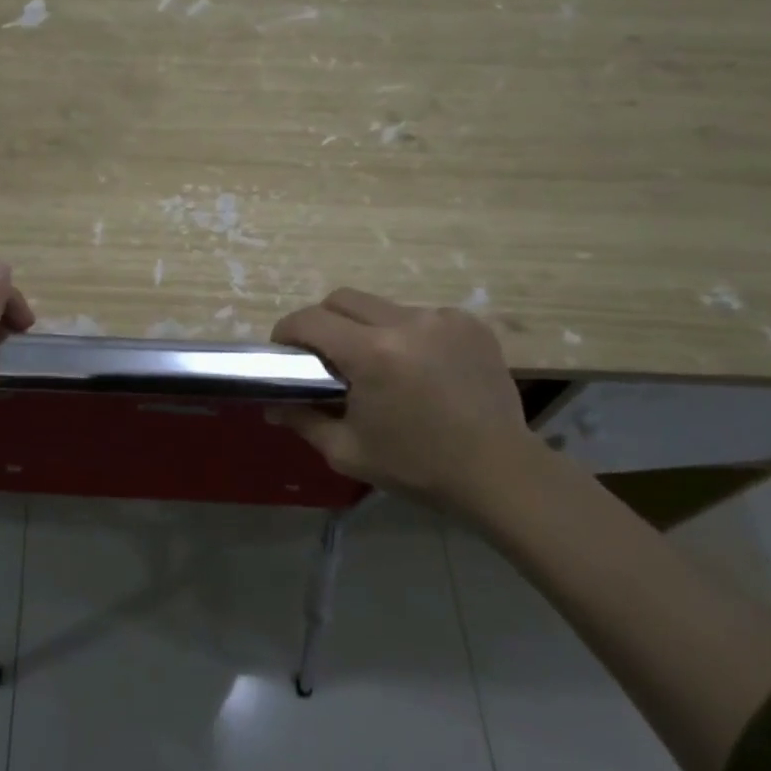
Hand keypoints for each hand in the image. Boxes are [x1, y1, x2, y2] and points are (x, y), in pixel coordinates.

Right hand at [269, 287, 533, 512]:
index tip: (284, 349)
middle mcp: (405, 323)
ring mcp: (442, 318)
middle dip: (324, 320)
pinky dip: (409, 334)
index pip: (310, 319)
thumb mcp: (348, 451)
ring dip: (368, 328)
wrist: (499, 472)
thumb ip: (304, 421)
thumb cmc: (417, 466)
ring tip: (380, 365)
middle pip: (343, 299)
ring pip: (383, 306)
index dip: (288, 330)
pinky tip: (420, 367)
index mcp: (371, 354)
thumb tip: (271, 407)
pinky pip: (421, 316)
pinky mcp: (469, 323)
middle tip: (325, 355)